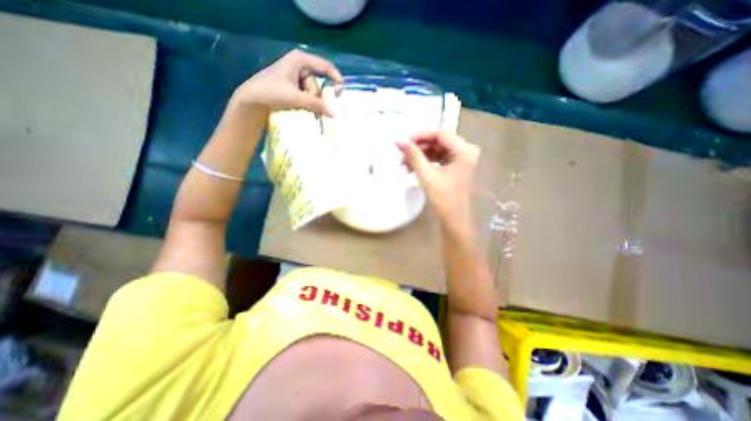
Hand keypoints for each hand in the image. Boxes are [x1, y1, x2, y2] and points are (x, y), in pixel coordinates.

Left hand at [231, 49, 343, 116]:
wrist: (252, 100)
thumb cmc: (272, 92)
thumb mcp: (296, 98)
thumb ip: (317, 104)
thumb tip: (335, 113)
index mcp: (300, 60)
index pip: (325, 66)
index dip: (335, 78)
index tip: (341, 92)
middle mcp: (299, 66)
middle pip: (318, 83)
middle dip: (316, 96)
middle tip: (309, 105)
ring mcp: (296, 77)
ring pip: (313, 92)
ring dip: (310, 102)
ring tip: (301, 107)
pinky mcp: (293, 87)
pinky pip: (307, 95)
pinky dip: (308, 103)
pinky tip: (304, 108)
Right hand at [394, 130, 477, 230]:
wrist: (453, 219)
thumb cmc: (443, 198)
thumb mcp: (427, 174)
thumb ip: (413, 155)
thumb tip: (398, 140)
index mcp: (464, 151)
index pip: (440, 134)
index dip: (420, 136)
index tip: (403, 142)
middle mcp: (466, 151)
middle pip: (438, 142)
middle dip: (418, 149)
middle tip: (401, 156)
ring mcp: (461, 159)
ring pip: (437, 151)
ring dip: (420, 156)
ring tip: (404, 165)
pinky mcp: (456, 167)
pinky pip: (439, 159)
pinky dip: (426, 162)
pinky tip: (412, 169)